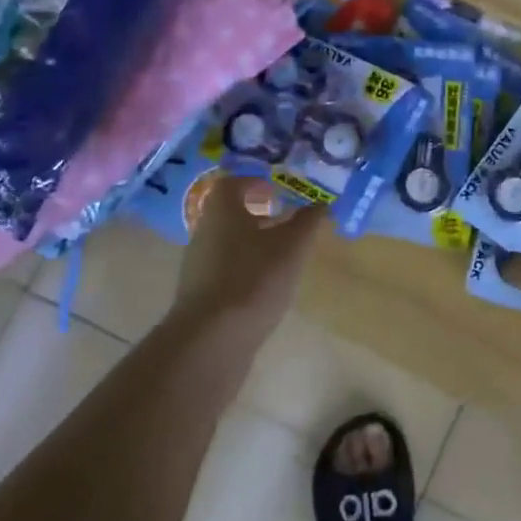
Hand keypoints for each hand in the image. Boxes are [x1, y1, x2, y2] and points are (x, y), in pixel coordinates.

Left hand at [172, 177, 325, 340]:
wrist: (211, 338)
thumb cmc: (254, 278)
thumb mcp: (292, 246)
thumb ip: (308, 221)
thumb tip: (322, 203)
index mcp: (221, 210)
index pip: (233, 183)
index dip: (255, 183)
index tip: (278, 191)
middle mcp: (204, 231)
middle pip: (230, 213)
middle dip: (258, 214)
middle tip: (286, 222)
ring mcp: (198, 264)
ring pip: (228, 242)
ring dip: (253, 243)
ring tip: (282, 256)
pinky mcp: (200, 293)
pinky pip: (225, 269)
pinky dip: (245, 269)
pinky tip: (265, 287)